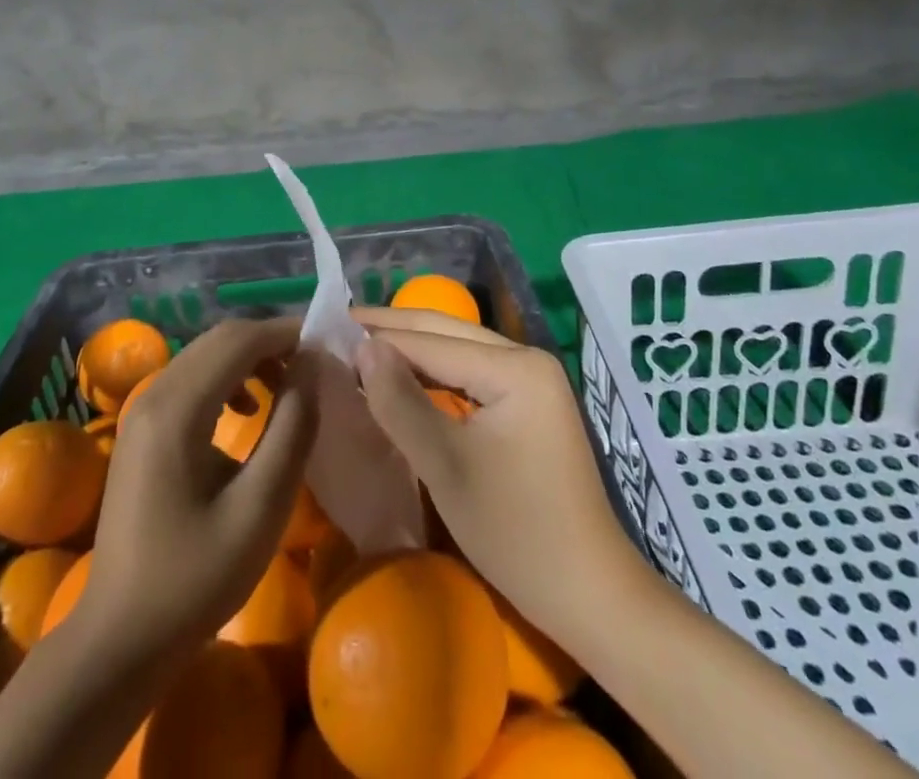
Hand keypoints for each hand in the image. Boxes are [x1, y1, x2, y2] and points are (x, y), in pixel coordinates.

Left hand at [74, 316, 319, 664]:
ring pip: (204, 356)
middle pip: (218, 340)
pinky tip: (245, 412)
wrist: (120, 638)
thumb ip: (292, 428)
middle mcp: (153, 393)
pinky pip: (189, 379)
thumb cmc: (196, 578)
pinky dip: (225, 379)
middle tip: (312, 367)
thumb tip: (312, 367)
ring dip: (248, 359)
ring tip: (286, 389)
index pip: (238, 340)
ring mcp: (141, 410)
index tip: (325, 347)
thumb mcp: (260, 507)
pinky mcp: (140, 429)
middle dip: (269, 343)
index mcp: (177, 408)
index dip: (284, 333)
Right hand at [352, 308, 632, 645]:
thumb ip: (400, 402)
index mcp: (514, 367)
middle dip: (393, 328)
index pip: (431, 342)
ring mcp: (532, 379)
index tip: (329, 329)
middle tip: (338, 324)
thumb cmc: (515, 533)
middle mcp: (526, 358)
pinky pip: (472, 372)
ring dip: (411, 348)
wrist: (589, 594)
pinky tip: (403, 375)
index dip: (379, 337)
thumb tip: (361, 347)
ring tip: (360, 345)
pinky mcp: (530, 402)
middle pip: (447, 332)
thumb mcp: (446, 467)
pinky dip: (434, 372)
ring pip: (458, 349)